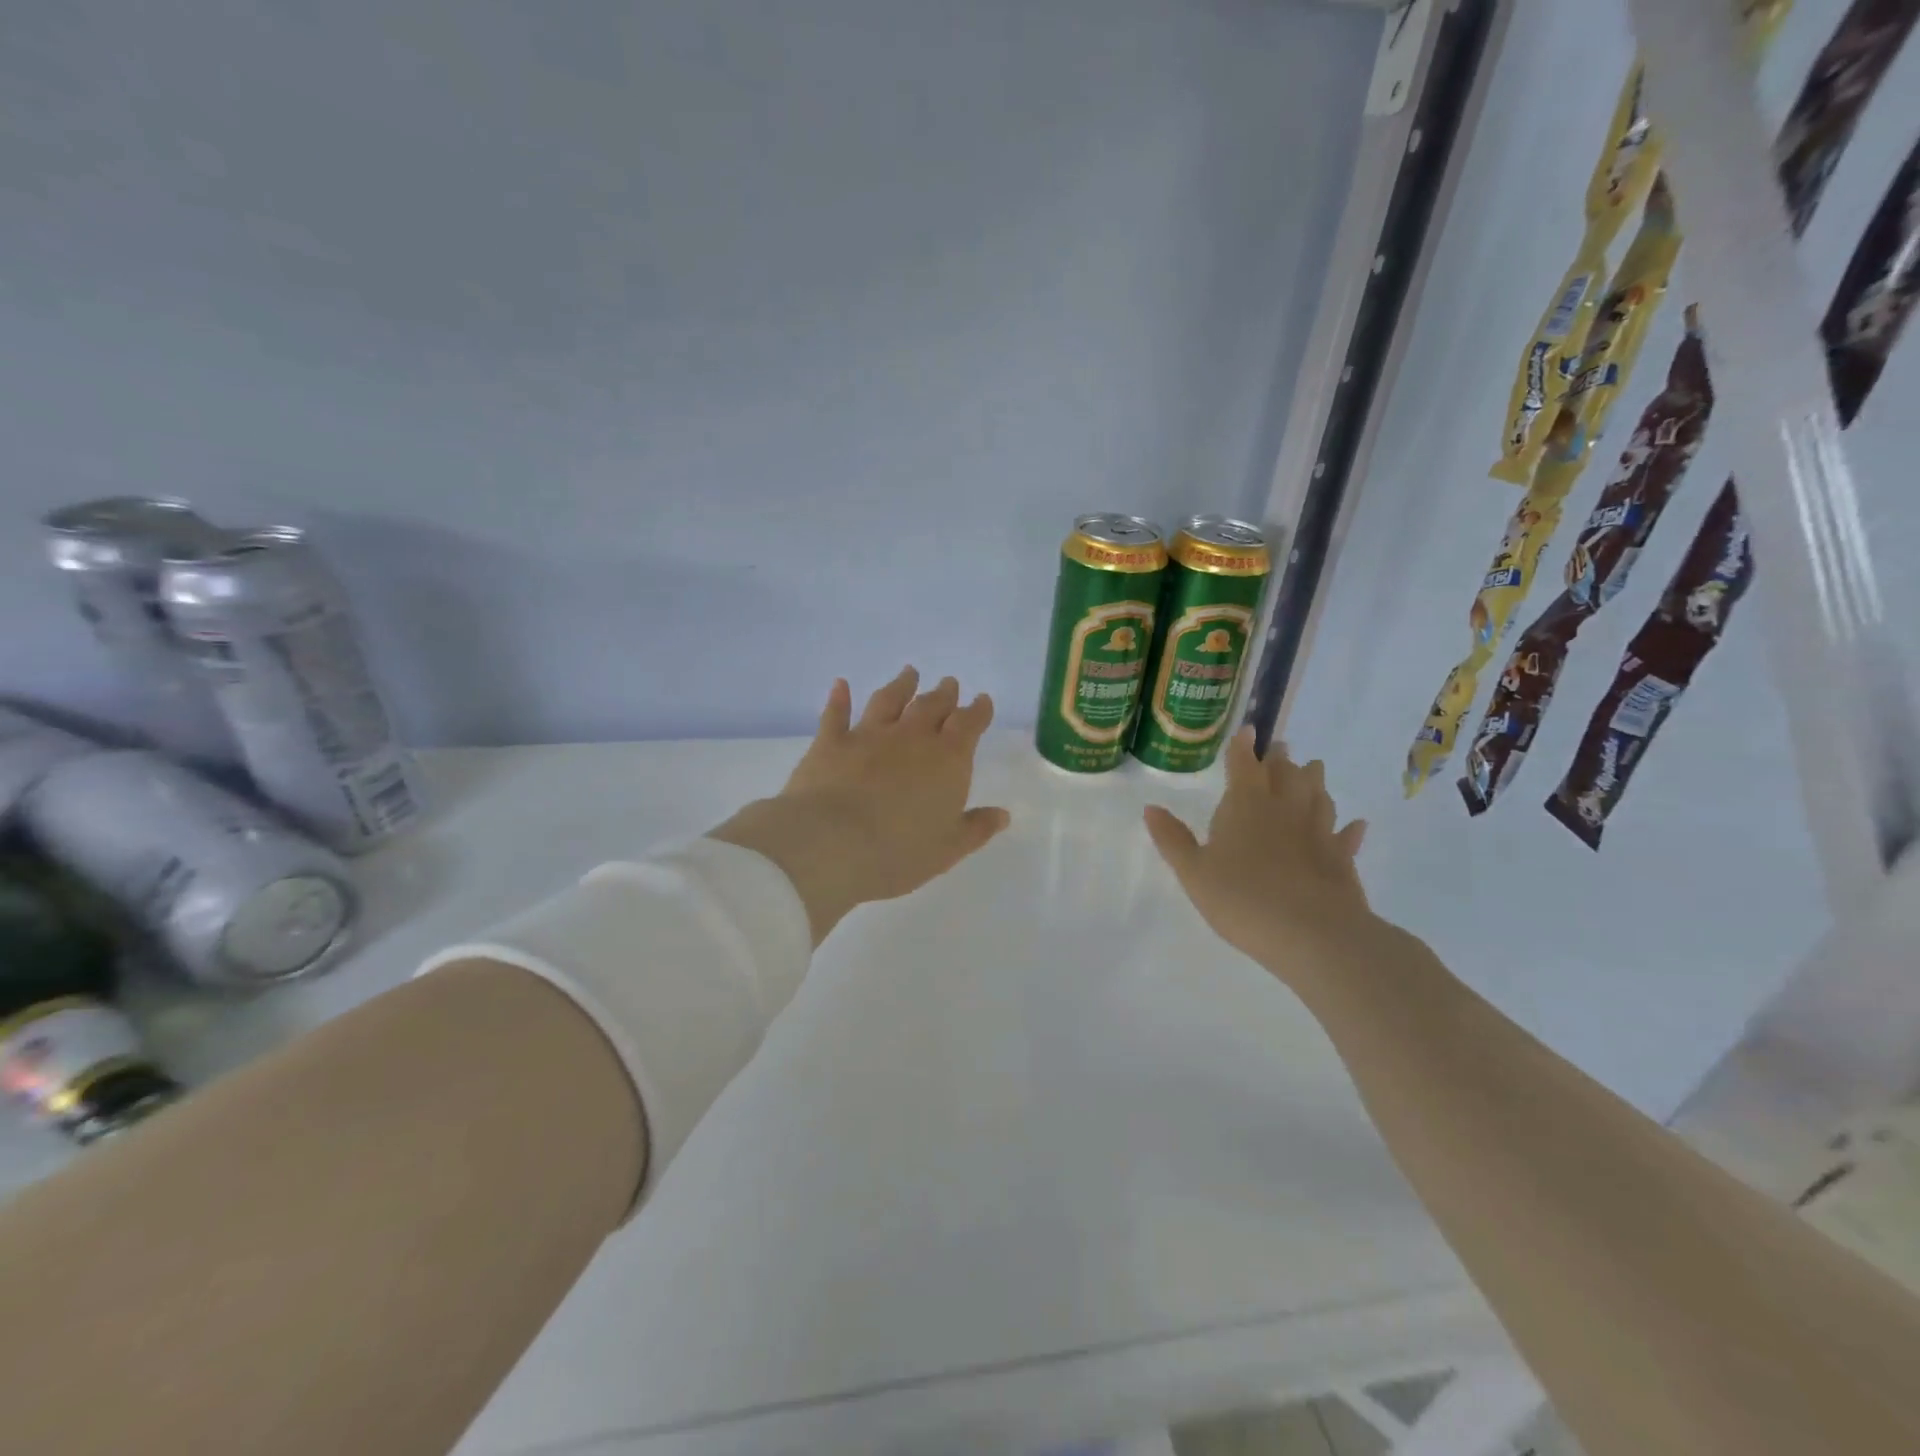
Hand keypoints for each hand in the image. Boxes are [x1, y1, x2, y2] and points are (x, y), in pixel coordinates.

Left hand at [710, 668, 1010, 944]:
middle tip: (949, 683)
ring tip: (909, 673)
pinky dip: (839, 698)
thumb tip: (1002, 814)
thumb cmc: (898, 852)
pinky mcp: (830, 742)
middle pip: (931, 706)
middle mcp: (911, 738)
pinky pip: (836, 714)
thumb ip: (976, 828)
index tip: (982, 700)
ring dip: (901, 685)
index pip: (969, 725)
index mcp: (947, 760)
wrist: (830, 844)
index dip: (978, 711)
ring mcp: (868, 735)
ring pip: (889, 700)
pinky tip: (841, 684)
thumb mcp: (947, 849)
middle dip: (944, 694)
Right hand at [1143, 729, 1371, 984]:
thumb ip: (1173, 839)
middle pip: (1286, 774)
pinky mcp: (1341, 859)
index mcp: (1245, 806)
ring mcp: (1318, 832)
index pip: (1244, 765)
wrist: (1311, 934)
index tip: (1248, 730)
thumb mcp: (1193, 872)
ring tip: (1313, 769)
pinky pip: (1346, 836)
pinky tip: (1356, 824)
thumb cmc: (1241, 898)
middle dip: (1281, 759)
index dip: (1243, 747)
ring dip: (1314, 781)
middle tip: (1281, 748)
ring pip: (1318, 796)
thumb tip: (1150, 808)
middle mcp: (1284, 809)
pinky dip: (1350, 829)